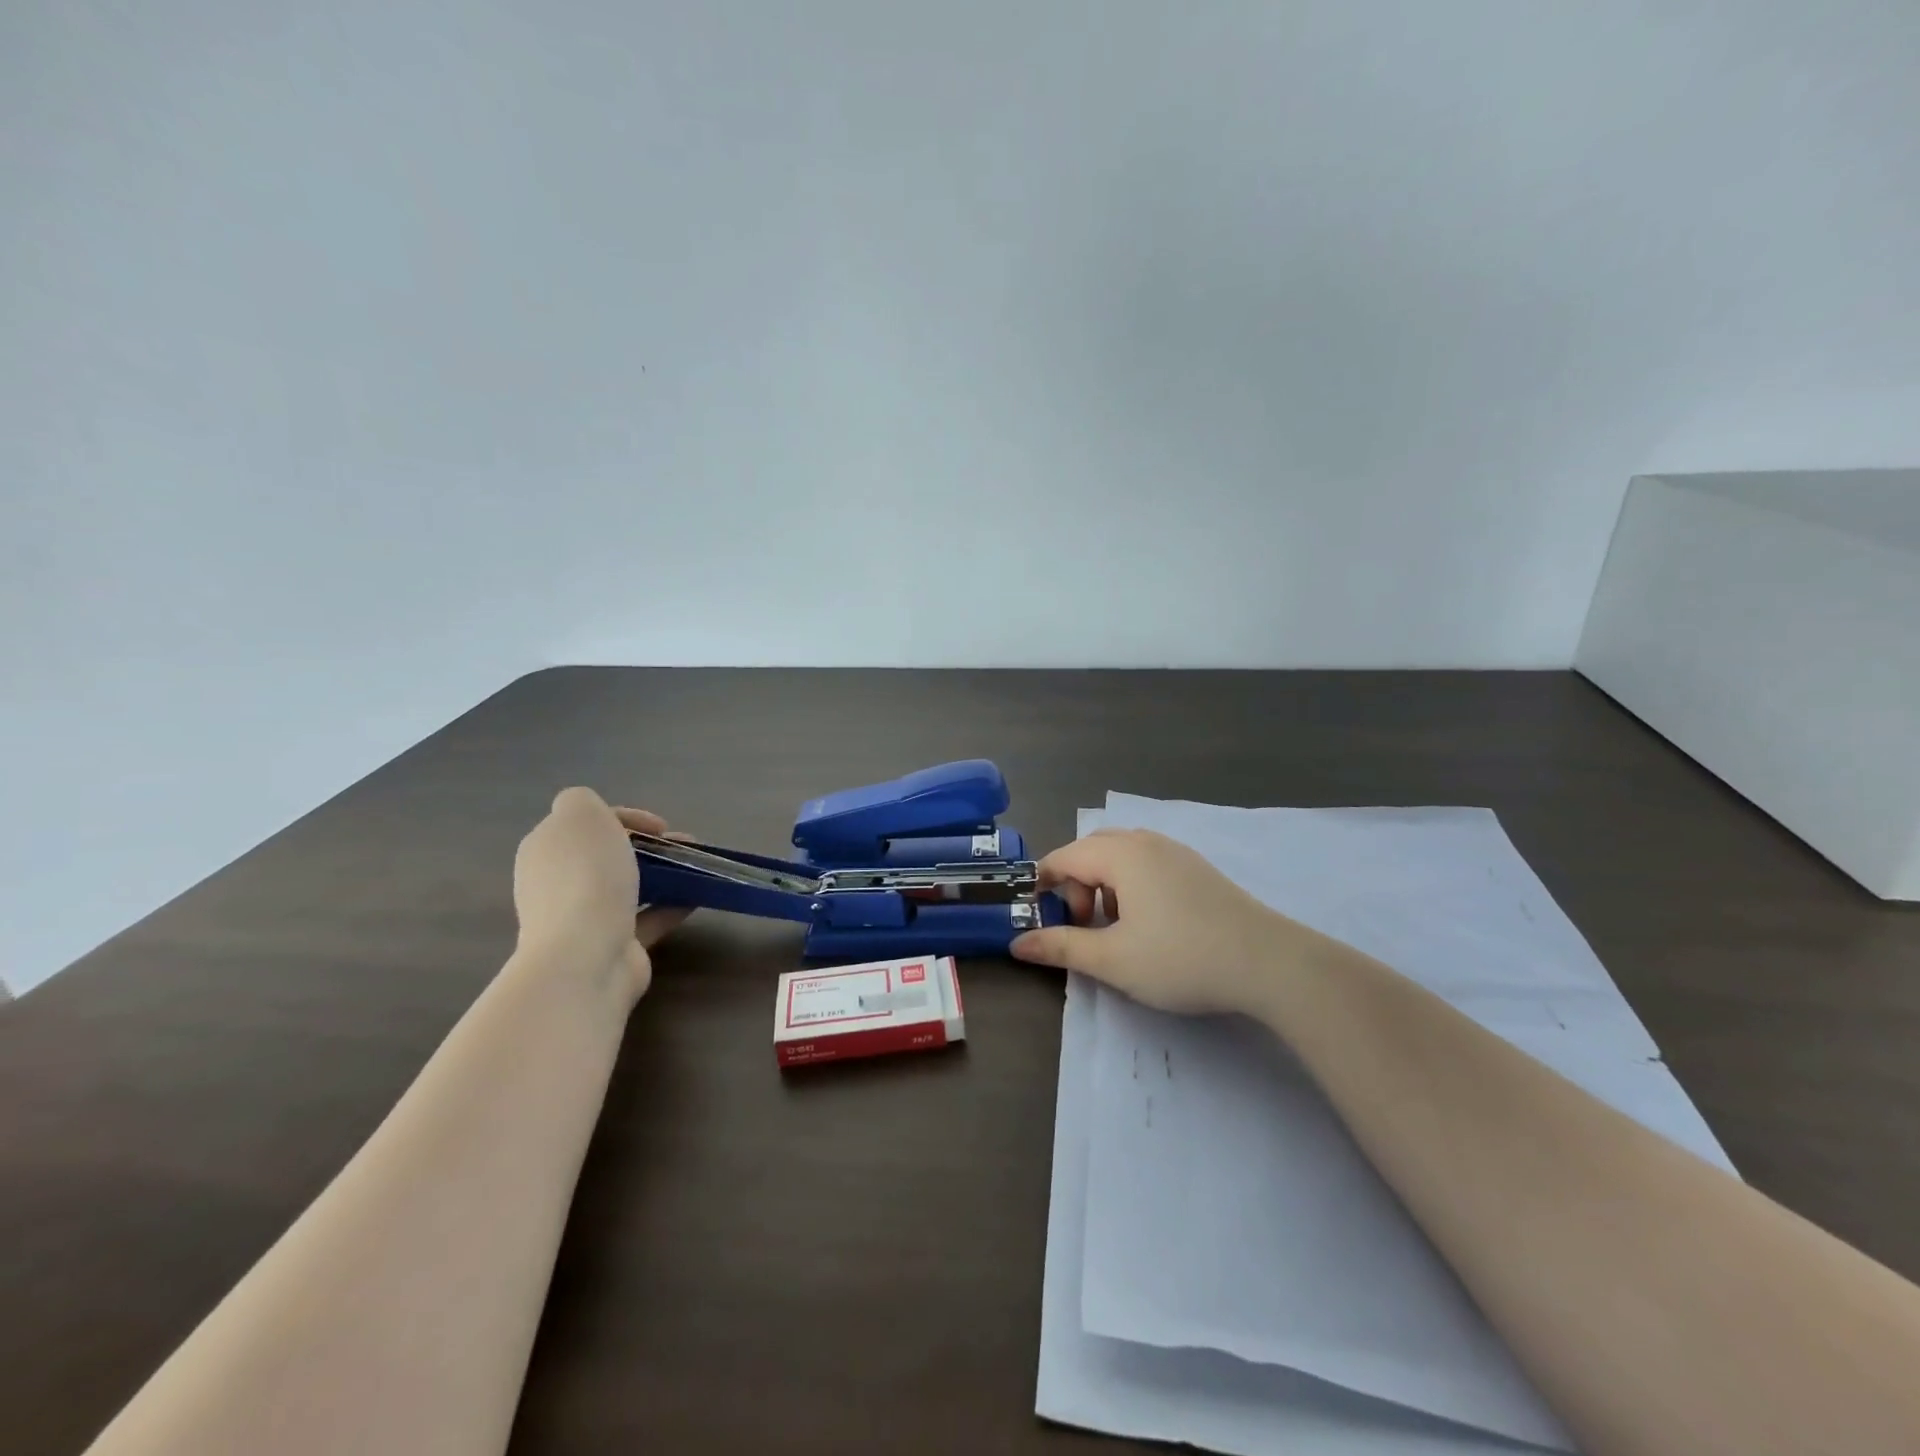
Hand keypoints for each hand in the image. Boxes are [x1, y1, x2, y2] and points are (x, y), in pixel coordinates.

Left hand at [512, 787, 690, 1001]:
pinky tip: (697, 896)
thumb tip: (595, 817)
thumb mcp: (580, 815)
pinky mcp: (612, 946)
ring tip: (697, 868)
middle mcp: (558, 883)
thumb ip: (582, 801)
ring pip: (630, 885)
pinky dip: (671, 904)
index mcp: (545, 850)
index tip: (660, 826)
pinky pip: (647, 917)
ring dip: (664, 872)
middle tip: (681, 846)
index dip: (626, 817)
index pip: (587, 823)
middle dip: (649, 845)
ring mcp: (583, 918)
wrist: (586, 955)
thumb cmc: (586, 877)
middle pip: (609, 855)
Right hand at [1011, 827, 1336, 1016]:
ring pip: (1120, 855)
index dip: (1044, 888)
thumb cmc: (1181, 959)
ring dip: (1102, 884)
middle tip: (1082, 924)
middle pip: (1090, 850)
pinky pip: (1146, 862)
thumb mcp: (1113, 959)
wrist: (1268, 963)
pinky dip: (1130, 884)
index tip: (1045, 924)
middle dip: (1074, 884)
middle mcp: (1145, 841)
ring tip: (1114, 927)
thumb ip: (1061, 947)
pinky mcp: (1197, 867)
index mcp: (1120, 855)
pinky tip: (1149, 922)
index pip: (1062, 857)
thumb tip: (1017, 943)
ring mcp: (1175, 851)